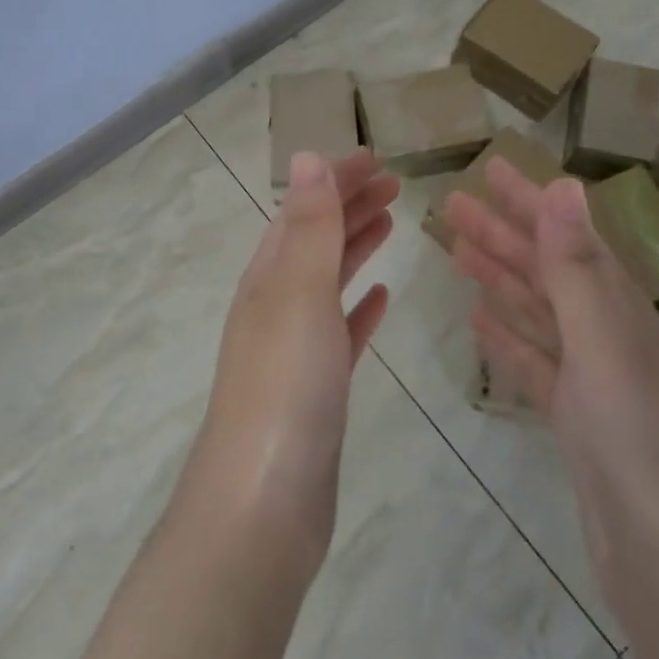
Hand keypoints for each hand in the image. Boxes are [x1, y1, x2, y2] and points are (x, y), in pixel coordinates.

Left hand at [182, 150, 398, 583]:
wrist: (264, 502)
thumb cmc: (286, 386)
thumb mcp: (298, 292)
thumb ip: (307, 226)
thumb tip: (306, 156)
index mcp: (268, 278)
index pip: (303, 211)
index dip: (336, 180)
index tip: (377, 159)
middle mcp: (275, 306)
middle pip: (314, 241)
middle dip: (349, 207)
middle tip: (394, 185)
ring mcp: (293, 350)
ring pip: (327, 282)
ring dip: (355, 248)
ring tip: (390, 224)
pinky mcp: (315, 390)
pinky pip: (339, 331)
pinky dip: (358, 307)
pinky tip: (381, 299)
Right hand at [442, 162, 658, 557]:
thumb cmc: (640, 445)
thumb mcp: (605, 347)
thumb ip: (577, 269)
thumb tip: (564, 186)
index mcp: (623, 311)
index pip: (569, 238)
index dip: (529, 202)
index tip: (490, 168)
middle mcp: (610, 335)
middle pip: (547, 271)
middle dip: (502, 234)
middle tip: (451, 205)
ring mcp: (593, 378)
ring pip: (538, 312)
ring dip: (500, 278)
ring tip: (457, 251)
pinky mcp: (576, 418)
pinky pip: (535, 361)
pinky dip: (508, 336)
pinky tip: (480, 320)